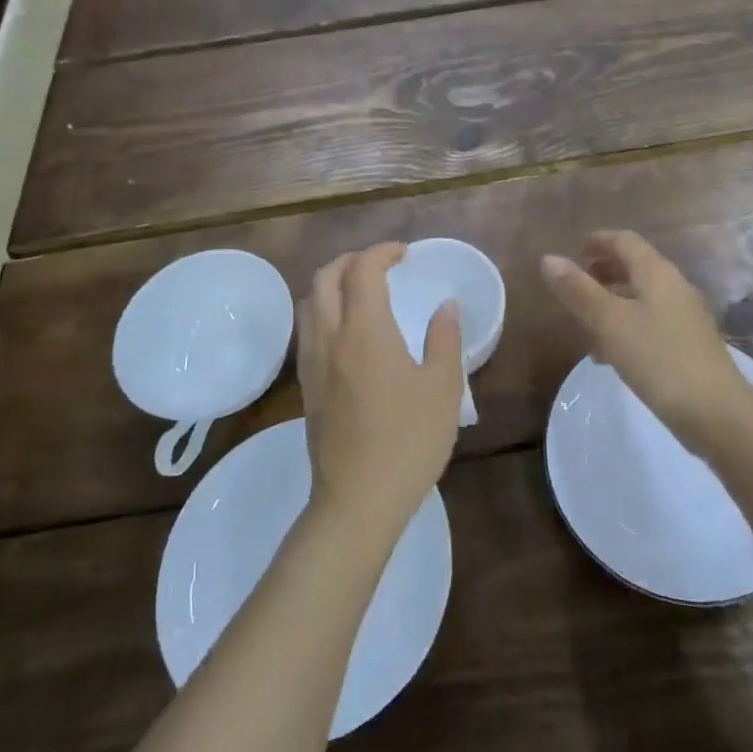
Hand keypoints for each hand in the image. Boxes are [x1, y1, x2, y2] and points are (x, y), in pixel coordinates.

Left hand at [297, 243, 464, 536]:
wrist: (357, 500)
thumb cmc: (408, 441)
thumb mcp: (443, 388)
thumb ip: (445, 340)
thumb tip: (446, 306)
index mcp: (365, 331)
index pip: (363, 270)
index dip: (382, 252)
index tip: (405, 254)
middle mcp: (330, 337)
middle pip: (325, 277)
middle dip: (351, 260)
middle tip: (381, 265)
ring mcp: (312, 362)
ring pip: (309, 302)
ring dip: (332, 283)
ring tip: (361, 291)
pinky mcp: (306, 386)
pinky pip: (307, 329)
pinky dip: (323, 310)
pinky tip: (347, 331)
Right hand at [542, 231, 752, 452]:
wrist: (717, 414)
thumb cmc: (658, 358)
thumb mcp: (609, 322)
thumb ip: (578, 290)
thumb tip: (549, 258)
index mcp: (657, 273)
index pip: (626, 241)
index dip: (600, 240)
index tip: (576, 248)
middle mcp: (675, 288)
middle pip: (637, 267)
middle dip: (605, 271)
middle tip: (577, 282)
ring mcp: (686, 318)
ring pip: (643, 298)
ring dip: (613, 302)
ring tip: (586, 321)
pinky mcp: (689, 347)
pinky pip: (651, 324)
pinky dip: (627, 326)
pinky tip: (610, 355)